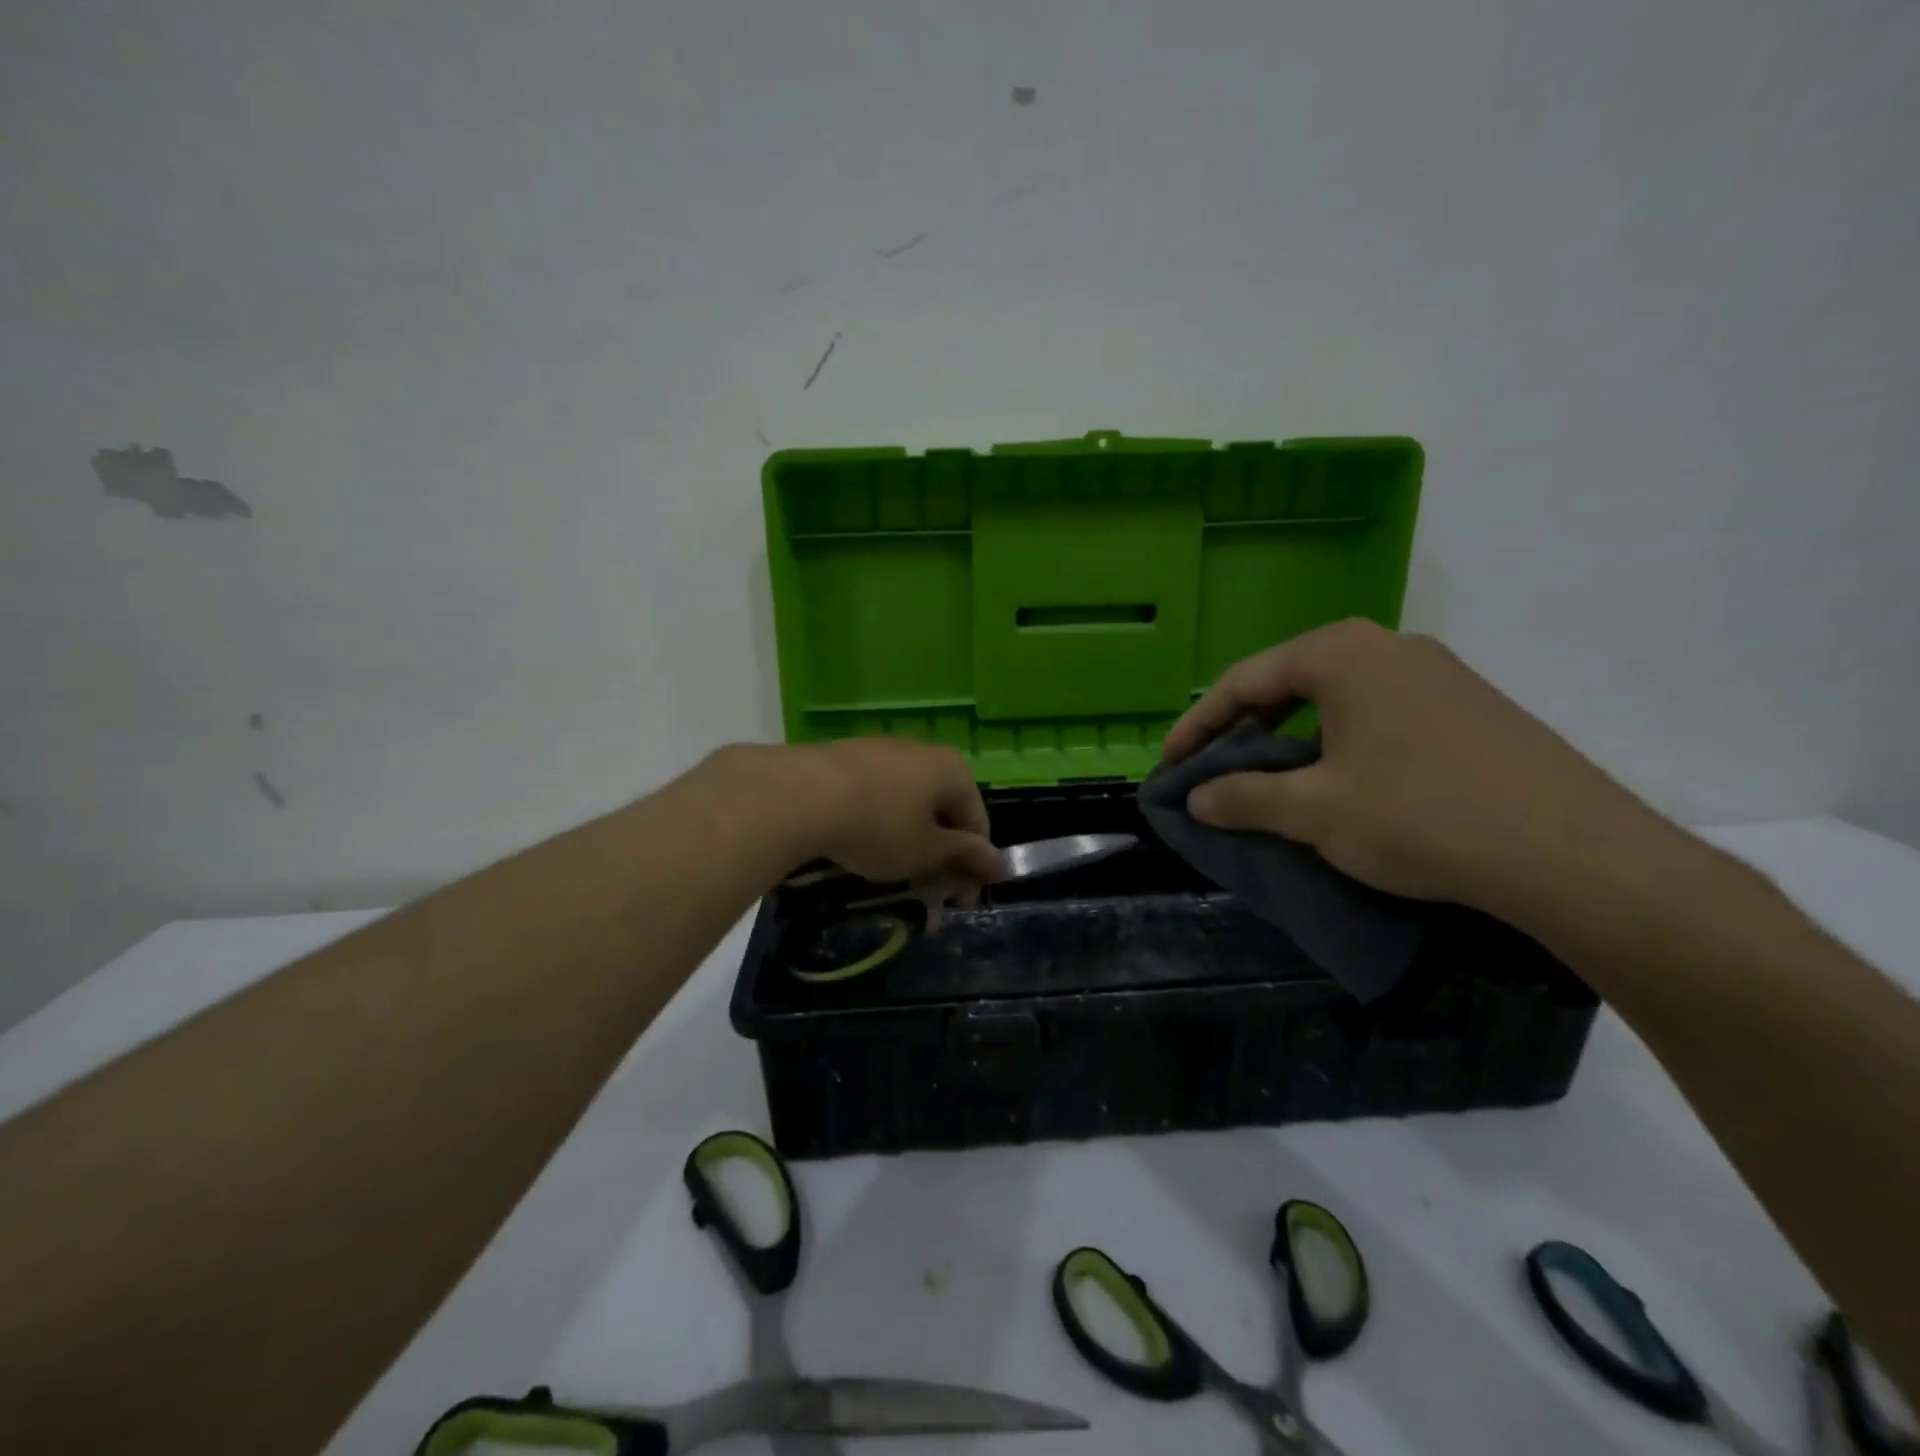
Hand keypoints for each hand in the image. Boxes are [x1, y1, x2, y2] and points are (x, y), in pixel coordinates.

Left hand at [786, 738, 1002, 889]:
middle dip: (938, 865)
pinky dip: (878, 832)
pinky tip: (861, 856)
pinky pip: (877, 802)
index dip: (972, 869)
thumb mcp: (928, 851)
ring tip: (891, 886)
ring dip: (908, 853)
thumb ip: (966, 857)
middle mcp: (923, 754)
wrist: (802, 794)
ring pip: (908, 812)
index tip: (957, 905)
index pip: (977, 824)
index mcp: (953, 770)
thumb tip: (1002, 864)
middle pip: (941, 816)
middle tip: (925, 903)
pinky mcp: (847, 762)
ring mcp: (883, 754)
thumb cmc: (880, 825)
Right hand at [1162, 619, 1675, 916]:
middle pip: (1289, 683)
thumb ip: (1242, 798)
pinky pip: (1379, 718)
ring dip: (1292, 740)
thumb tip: (1196, 798)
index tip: (1169, 765)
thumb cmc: (1419, 815)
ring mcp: (1438, 675)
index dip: (1196, 726)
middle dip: (1244, 729)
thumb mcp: (1313, 811)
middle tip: (1216, 770)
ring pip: (1337, 701)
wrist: (1574, 855)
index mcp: (1341, 654)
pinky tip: (1342, 787)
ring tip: (1272, 782)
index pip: (1243, 681)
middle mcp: (1388, 648)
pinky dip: (1339, 747)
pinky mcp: (1471, 710)